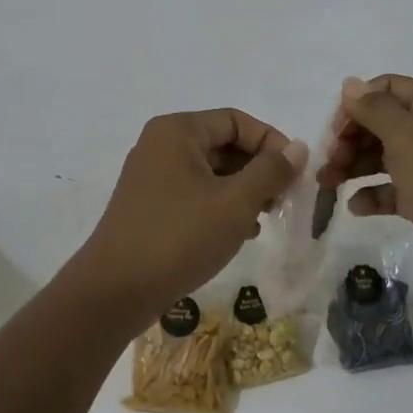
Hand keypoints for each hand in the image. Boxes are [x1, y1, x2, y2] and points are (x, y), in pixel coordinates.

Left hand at [72, 109, 306, 326]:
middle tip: (282, 202)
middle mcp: (162, 144)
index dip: (271, 143)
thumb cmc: (178, 237)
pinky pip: (195, 192)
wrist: (114, 292)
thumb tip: (299, 147)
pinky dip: (220, 206)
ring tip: (264, 220)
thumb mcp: (234, 203)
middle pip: (223, 144)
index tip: (295, 175)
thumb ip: (270, 171)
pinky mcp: (150, 204)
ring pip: (211, 171)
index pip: (237, 121)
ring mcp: (152, 175)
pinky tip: (239, 234)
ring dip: (242, 191)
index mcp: (178, 131)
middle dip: (258, 170)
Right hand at [319, 74, 412, 306]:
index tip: (333, 131)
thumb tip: (350, 84)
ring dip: (354, 166)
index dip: (357, 104)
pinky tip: (356, 207)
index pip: (388, 88)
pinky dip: (374, 194)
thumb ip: (374, 109)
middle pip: (383, 122)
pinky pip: (395, 189)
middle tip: (328, 162)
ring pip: (385, 156)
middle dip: (351, 139)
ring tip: (327, 184)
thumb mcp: (407, 136)